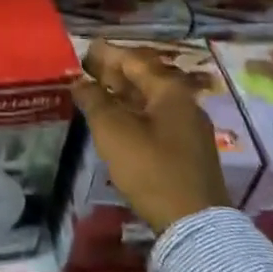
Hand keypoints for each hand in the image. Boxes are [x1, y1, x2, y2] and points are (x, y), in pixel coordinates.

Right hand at [74, 40, 229, 232]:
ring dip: (122, 94)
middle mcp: (184, 102)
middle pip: (144, 79)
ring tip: (95, 93)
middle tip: (85, 69)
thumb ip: (94, 99)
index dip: (106, 54)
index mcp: (170, 90)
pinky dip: (133, 113)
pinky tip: (116, 120)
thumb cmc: (150, 167)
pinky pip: (155, 119)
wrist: (193, 223)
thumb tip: (79, 81)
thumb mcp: (113, 129)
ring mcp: (189, 128)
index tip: (84, 49)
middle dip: (113, 73)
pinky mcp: (187, 150)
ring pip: (149, 100)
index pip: (133, 60)